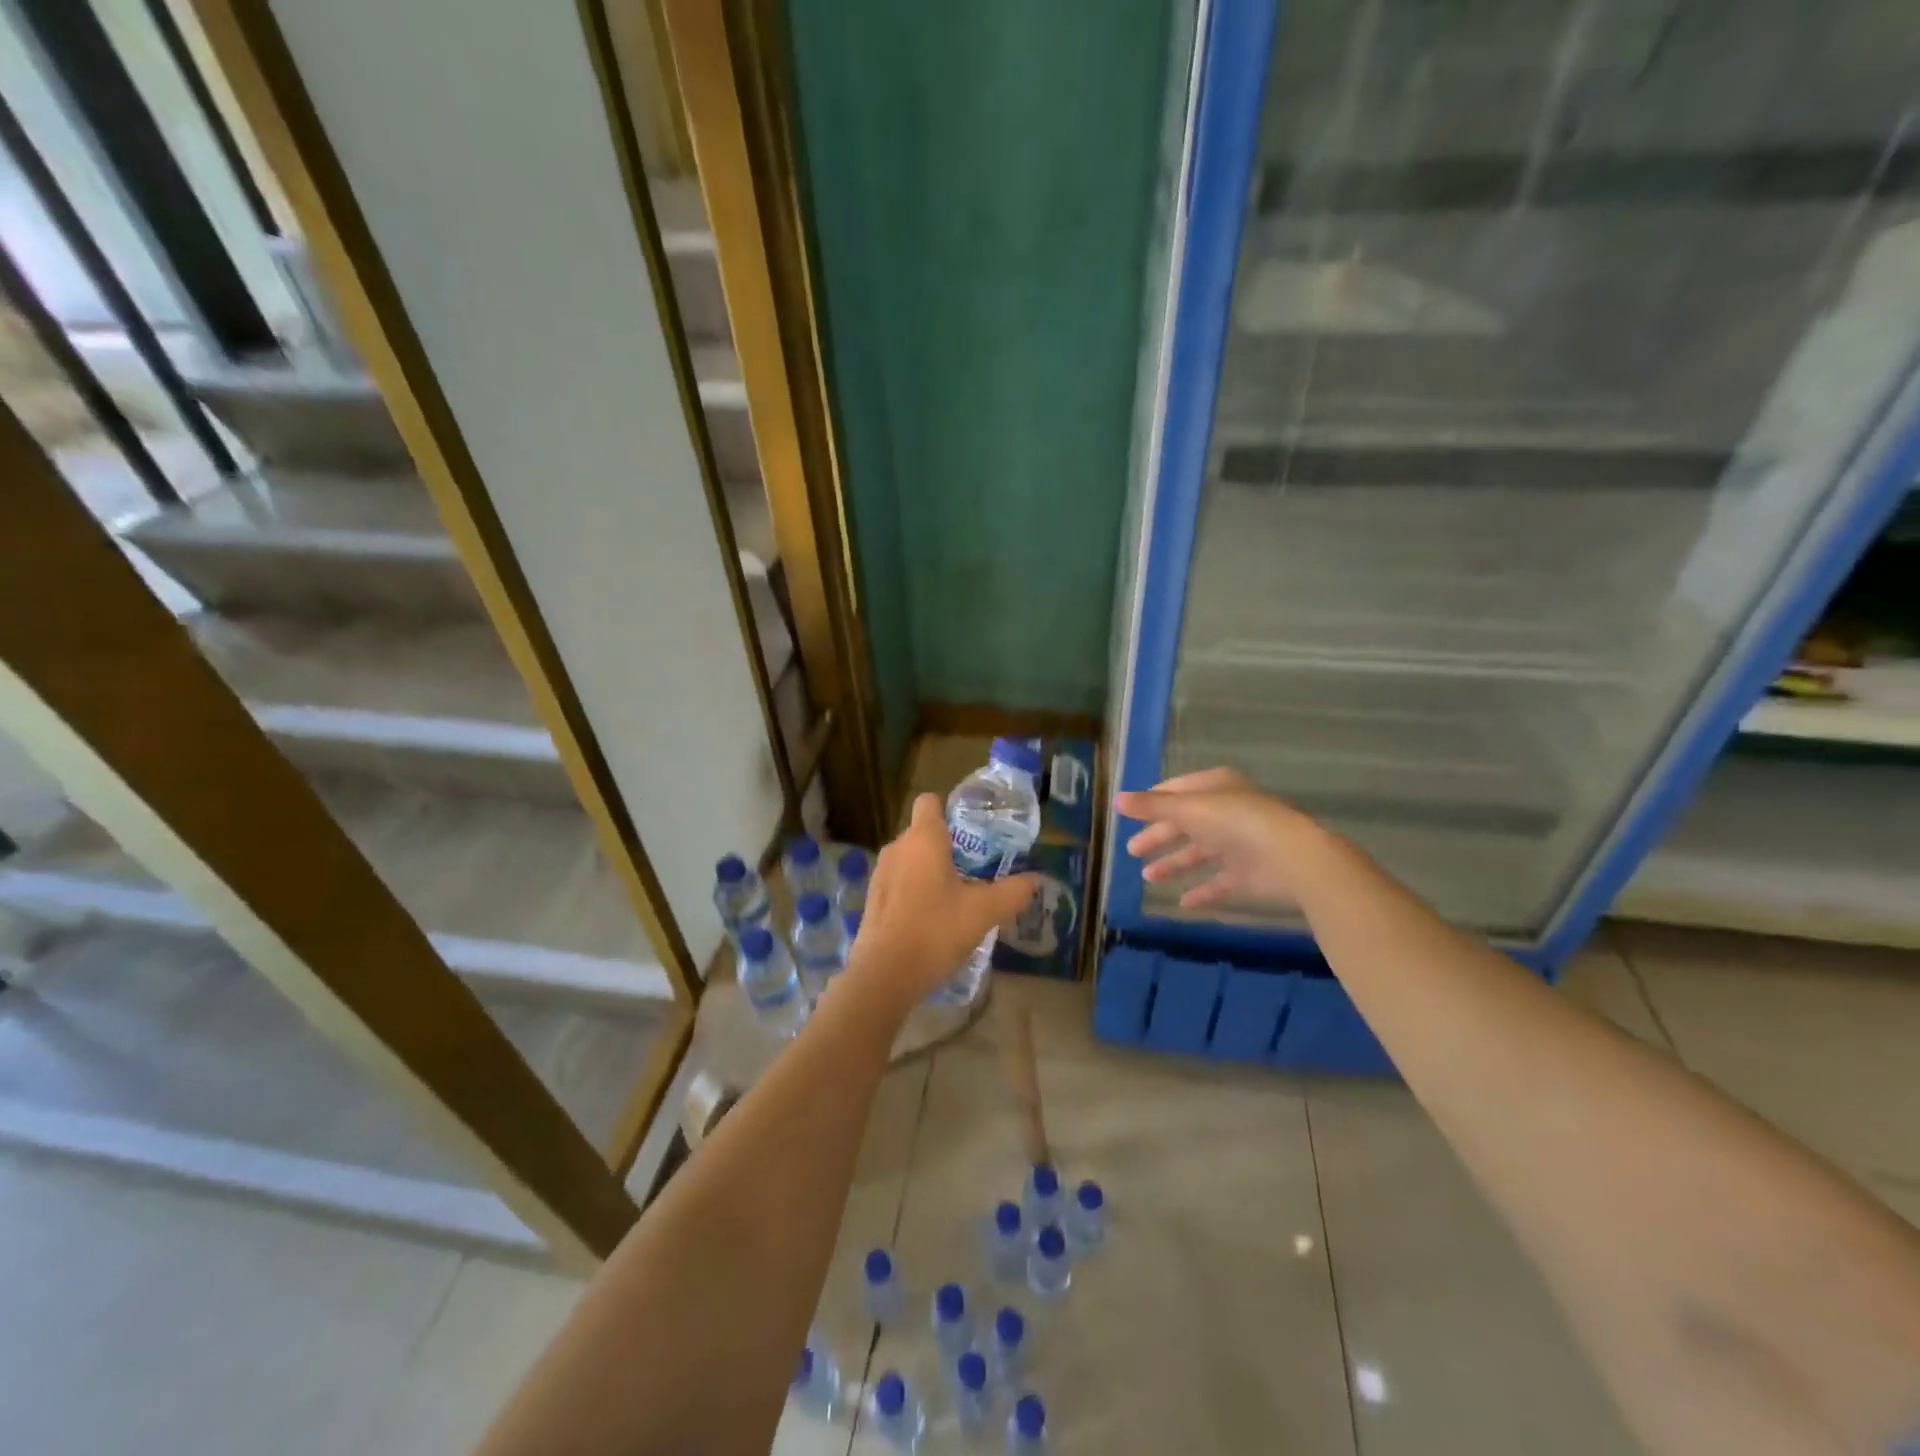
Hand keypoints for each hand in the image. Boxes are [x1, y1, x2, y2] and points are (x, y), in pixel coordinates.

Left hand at [844, 795, 1040, 1012]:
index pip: (929, 801)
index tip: (972, 832)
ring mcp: (881, 873)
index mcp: (923, 839)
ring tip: (957, 895)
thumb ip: (1012, 892)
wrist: (884, 975)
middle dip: (948, 845)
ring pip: (911, 858)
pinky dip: (915, 889)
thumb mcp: (983, 912)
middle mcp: (897, 847)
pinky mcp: (873, 898)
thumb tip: (1036, 878)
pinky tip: (933, 917)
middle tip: (976, 869)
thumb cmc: (936, 931)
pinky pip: (899, 881)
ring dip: (931, 869)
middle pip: (923, 832)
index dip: (949, 810)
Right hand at [1115, 766, 1323, 910]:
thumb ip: (1153, 807)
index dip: (1154, 801)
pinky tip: (1183, 902)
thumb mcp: (1189, 809)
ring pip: (1200, 853)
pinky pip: (1220, 882)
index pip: (1177, 790)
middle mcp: (1227, 812)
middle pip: (1185, 823)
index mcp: (1215, 788)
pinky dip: (1202, 891)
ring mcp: (1240, 844)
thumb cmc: (1237, 822)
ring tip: (1149, 877)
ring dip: (1174, 863)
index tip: (1130, 815)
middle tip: (1132, 851)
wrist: (1293, 858)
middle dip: (1159, 836)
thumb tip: (1117, 800)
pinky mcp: (1249, 874)